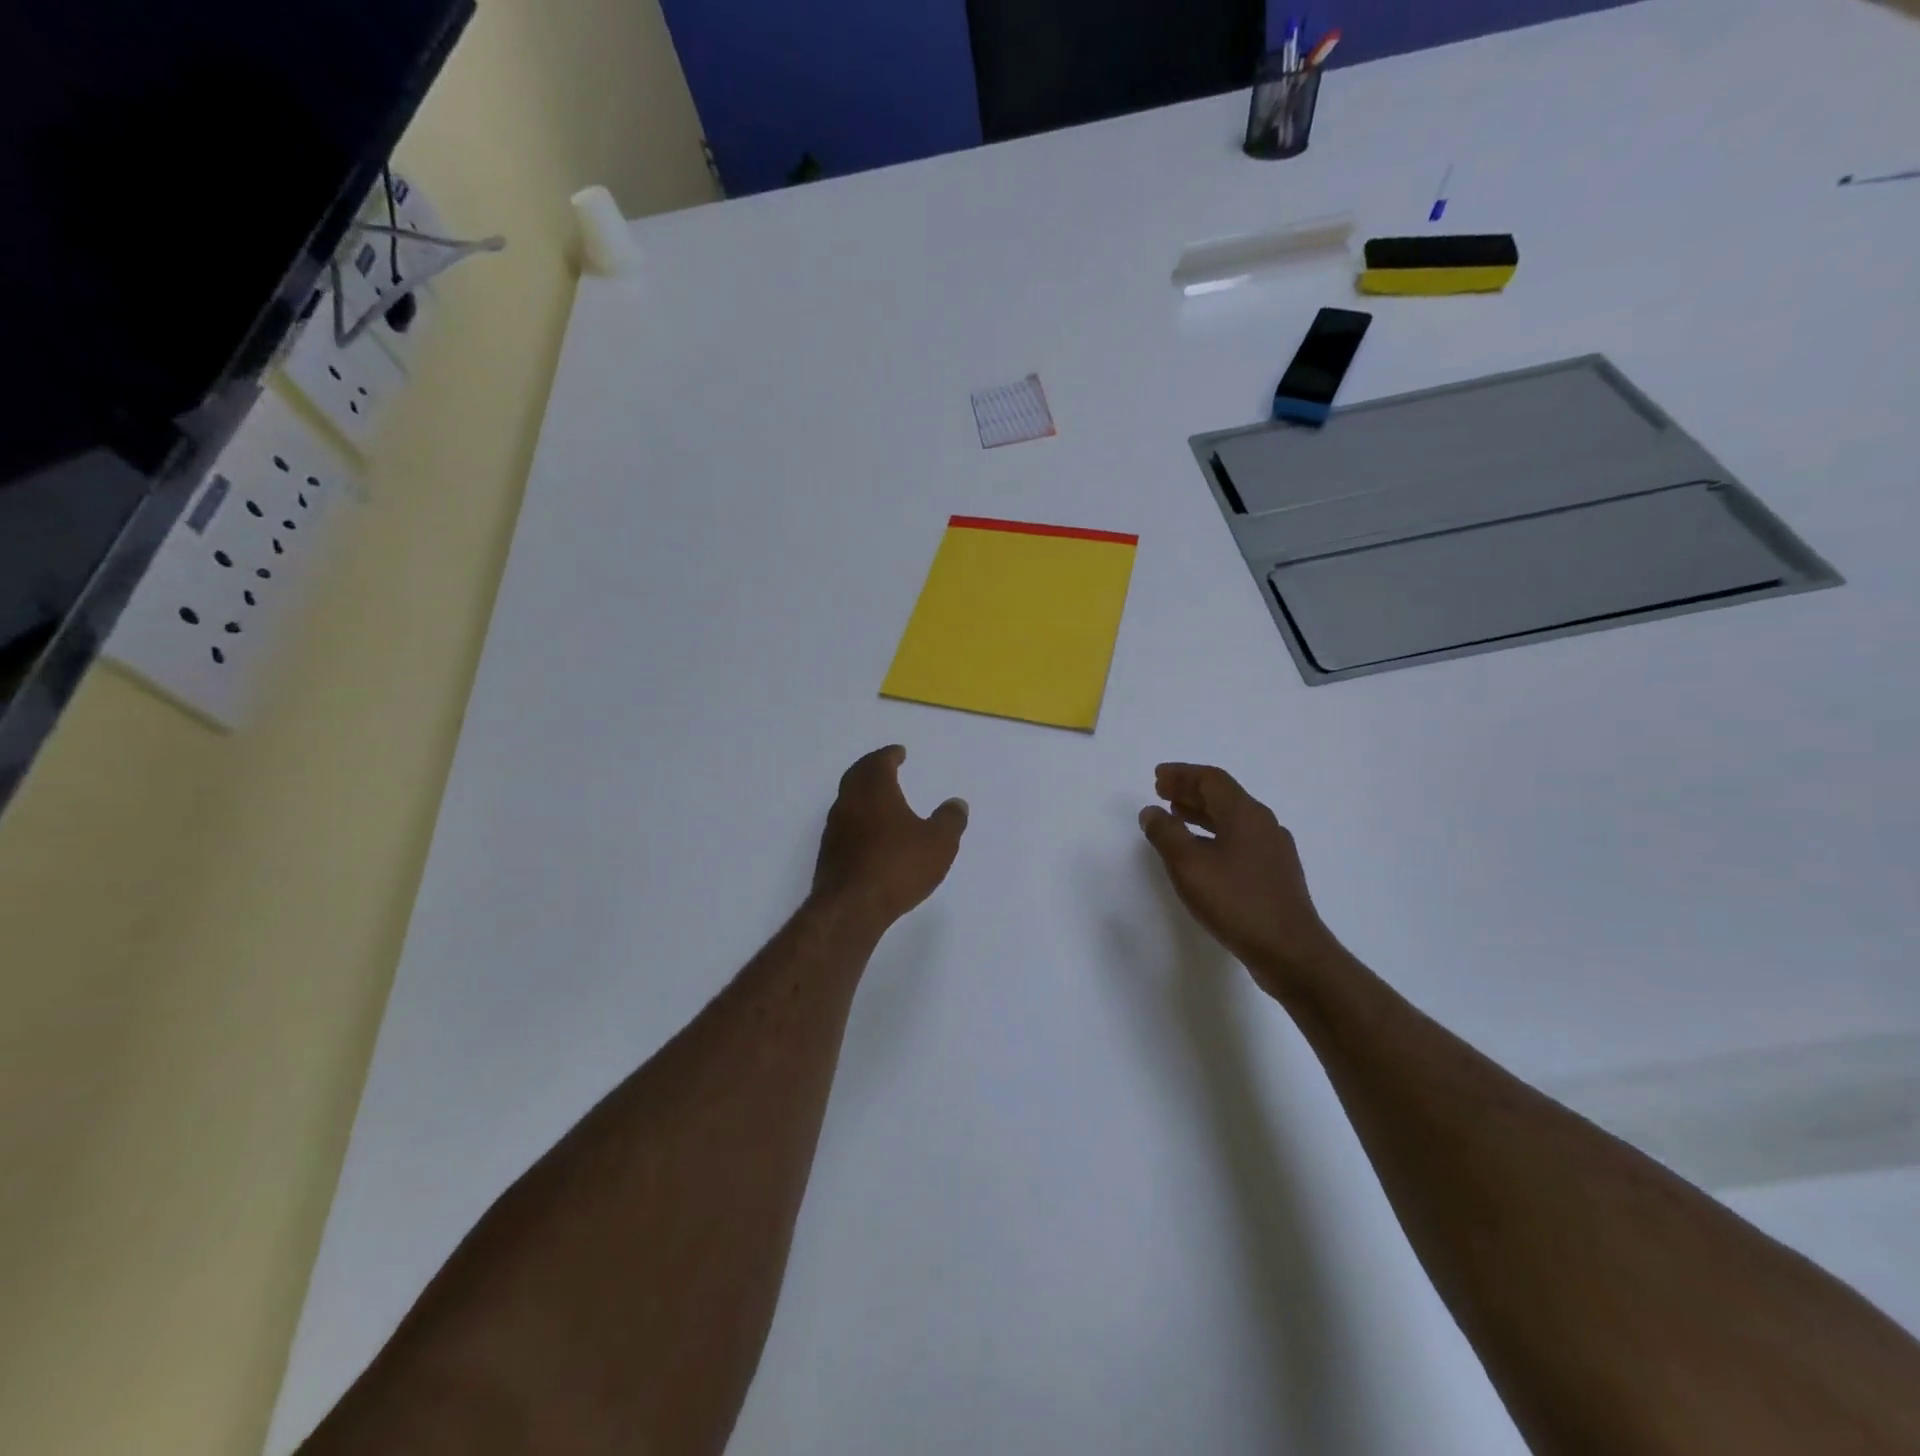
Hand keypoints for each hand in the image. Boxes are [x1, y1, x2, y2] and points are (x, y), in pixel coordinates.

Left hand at [812, 746, 968, 927]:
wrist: (851, 908)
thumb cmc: (898, 866)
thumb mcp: (938, 843)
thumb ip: (950, 820)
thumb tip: (957, 804)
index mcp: (874, 790)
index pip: (879, 762)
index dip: (890, 755)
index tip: (899, 753)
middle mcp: (849, 803)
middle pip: (857, 776)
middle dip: (871, 769)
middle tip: (885, 767)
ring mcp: (834, 829)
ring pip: (847, 801)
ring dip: (862, 794)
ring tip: (880, 800)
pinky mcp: (829, 855)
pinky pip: (844, 826)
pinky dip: (858, 820)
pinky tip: (870, 834)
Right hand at [1139, 763, 1343, 995]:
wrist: (1290, 951)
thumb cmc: (1236, 901)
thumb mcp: (1189, 865)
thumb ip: (1166, 833)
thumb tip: (1151, 811)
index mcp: (1245, 814)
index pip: (1211, 779)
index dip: (1182, 774)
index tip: (1157, 777)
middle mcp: (1264, 824)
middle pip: (1224, 796)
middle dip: (1190, 791)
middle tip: (1162, 792)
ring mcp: (1274, 850)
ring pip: (1232, 820)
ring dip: (1202, 814)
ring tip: (1175, 817)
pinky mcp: (1275, 874)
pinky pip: (1240, 841)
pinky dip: (1215, 836)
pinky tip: (1201, 854)